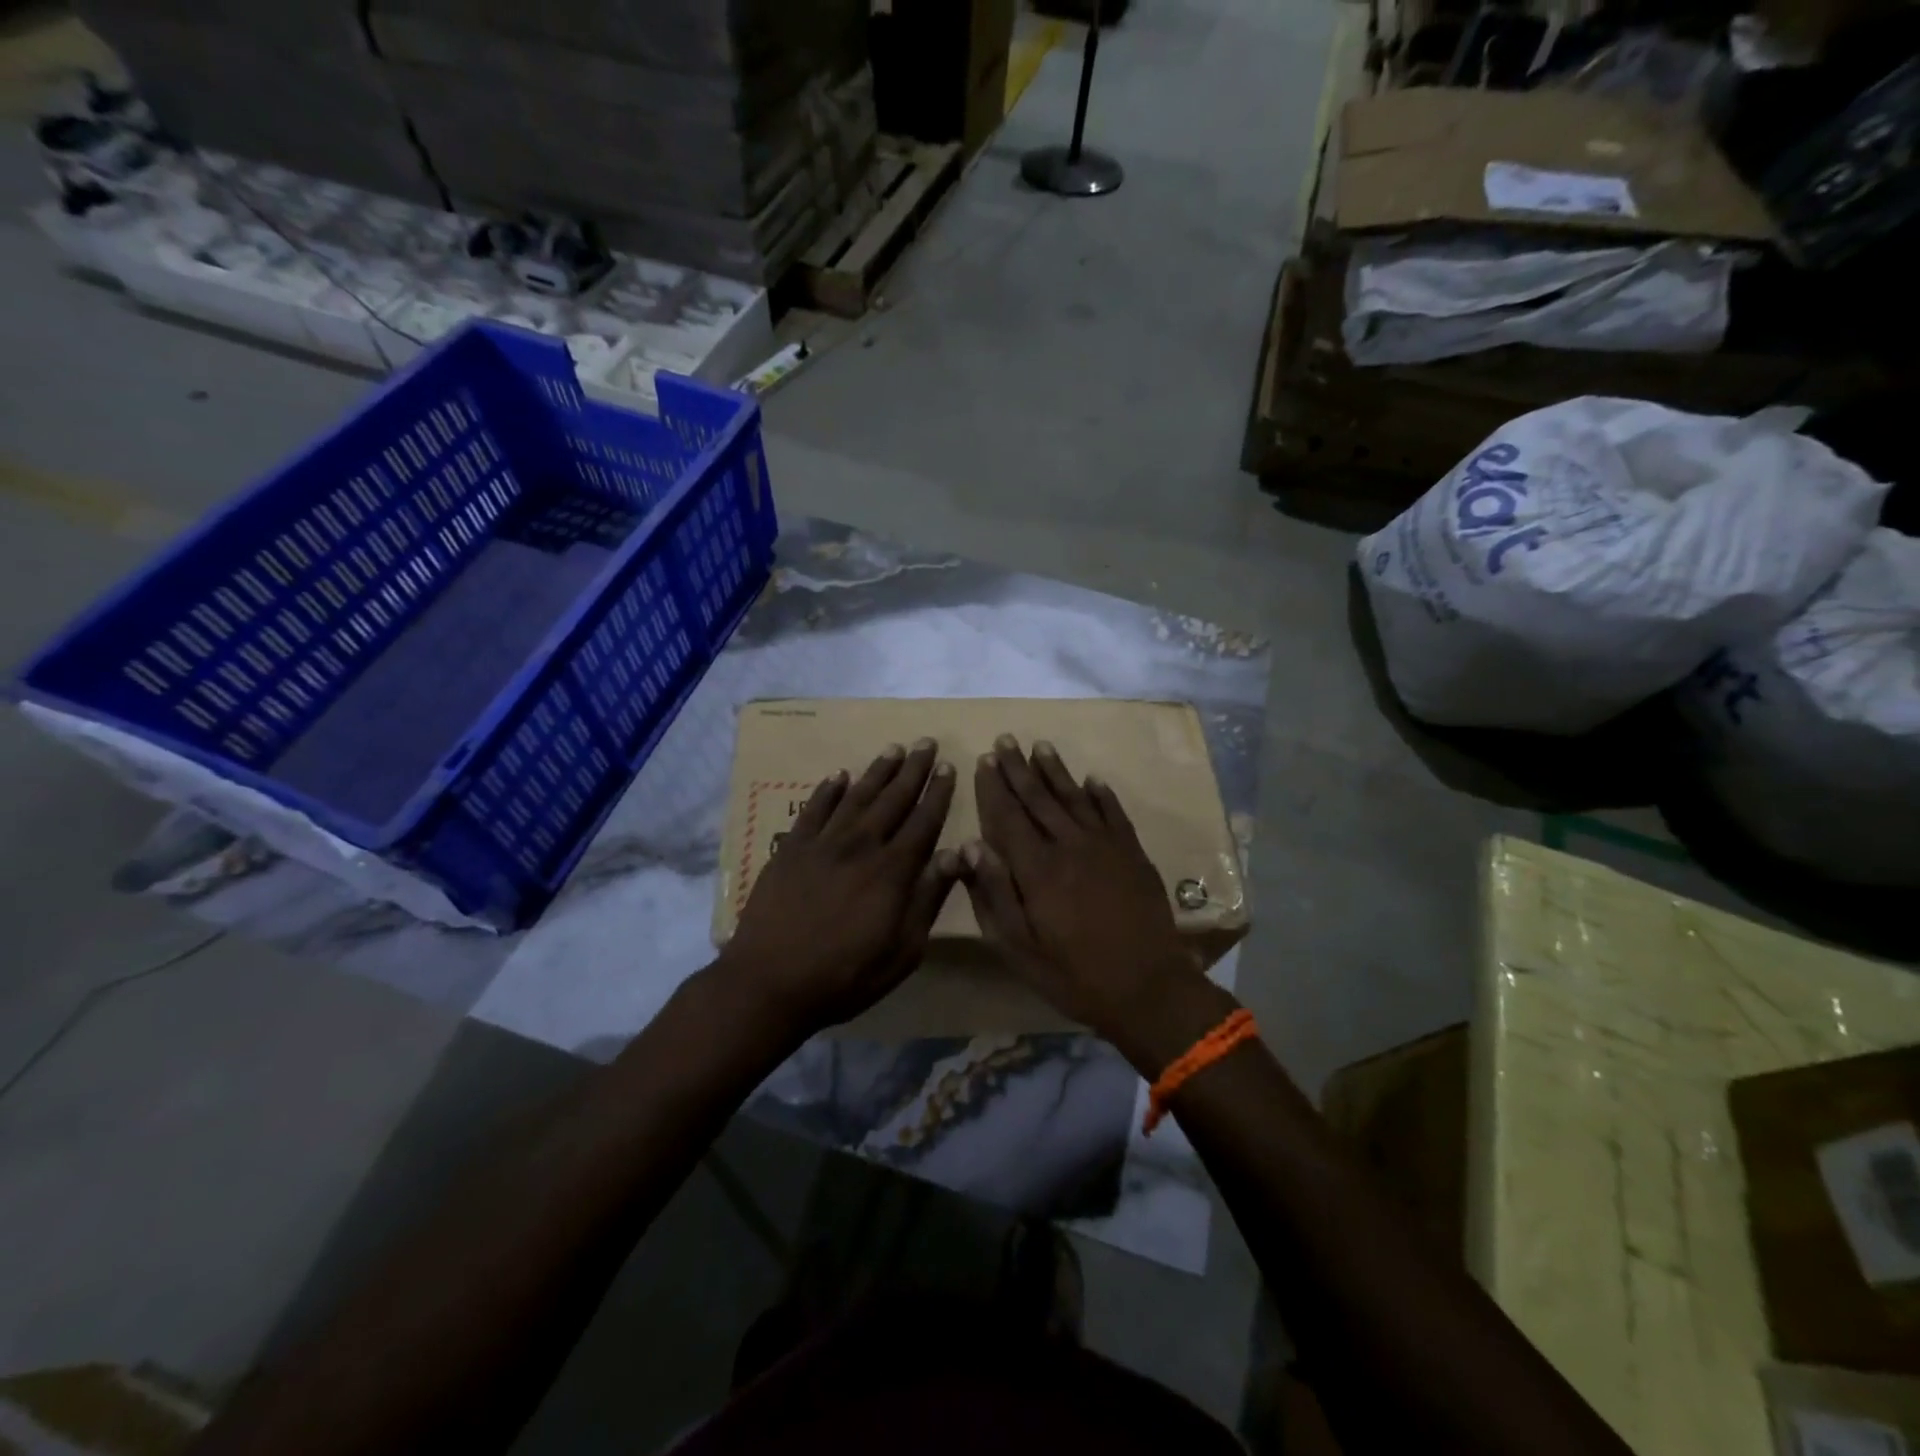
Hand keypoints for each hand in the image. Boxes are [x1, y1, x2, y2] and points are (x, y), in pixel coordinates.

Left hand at [720, 739, 959, 1039]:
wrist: (769, 982)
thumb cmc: (845, 976)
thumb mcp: (902, 951)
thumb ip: (929, 898)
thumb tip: (956, 854)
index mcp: (892, 871)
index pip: (923, 822)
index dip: (938, 793)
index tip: (948, 767)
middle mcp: (860, 846)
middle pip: (892, 799)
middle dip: (913, 770)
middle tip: (926, 742)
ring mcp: (822, 844)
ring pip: (856, 796)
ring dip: (877, 771)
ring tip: (893, 749)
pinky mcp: (790, 849)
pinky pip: (814, 809)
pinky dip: (828, 790)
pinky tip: (838, 776)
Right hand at [961, 737, 1228, 1067]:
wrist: (1148, 988)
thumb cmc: (1073, 974)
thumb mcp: (1019, 947)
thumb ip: (994, 894)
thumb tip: (971, 846)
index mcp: (1036, 868)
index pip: (1008, 816)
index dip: (994, 788)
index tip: (983, 760)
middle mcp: (1069, 845)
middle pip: (1039, 798)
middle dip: (1018, 768)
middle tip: (1005, 740)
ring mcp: (1106, 846)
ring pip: (1074, 797)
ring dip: (1055, 770)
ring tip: (1040, 746)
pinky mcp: (1133, 853)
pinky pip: (1114, 813)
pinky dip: (1101, 794)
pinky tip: (1093, 779)